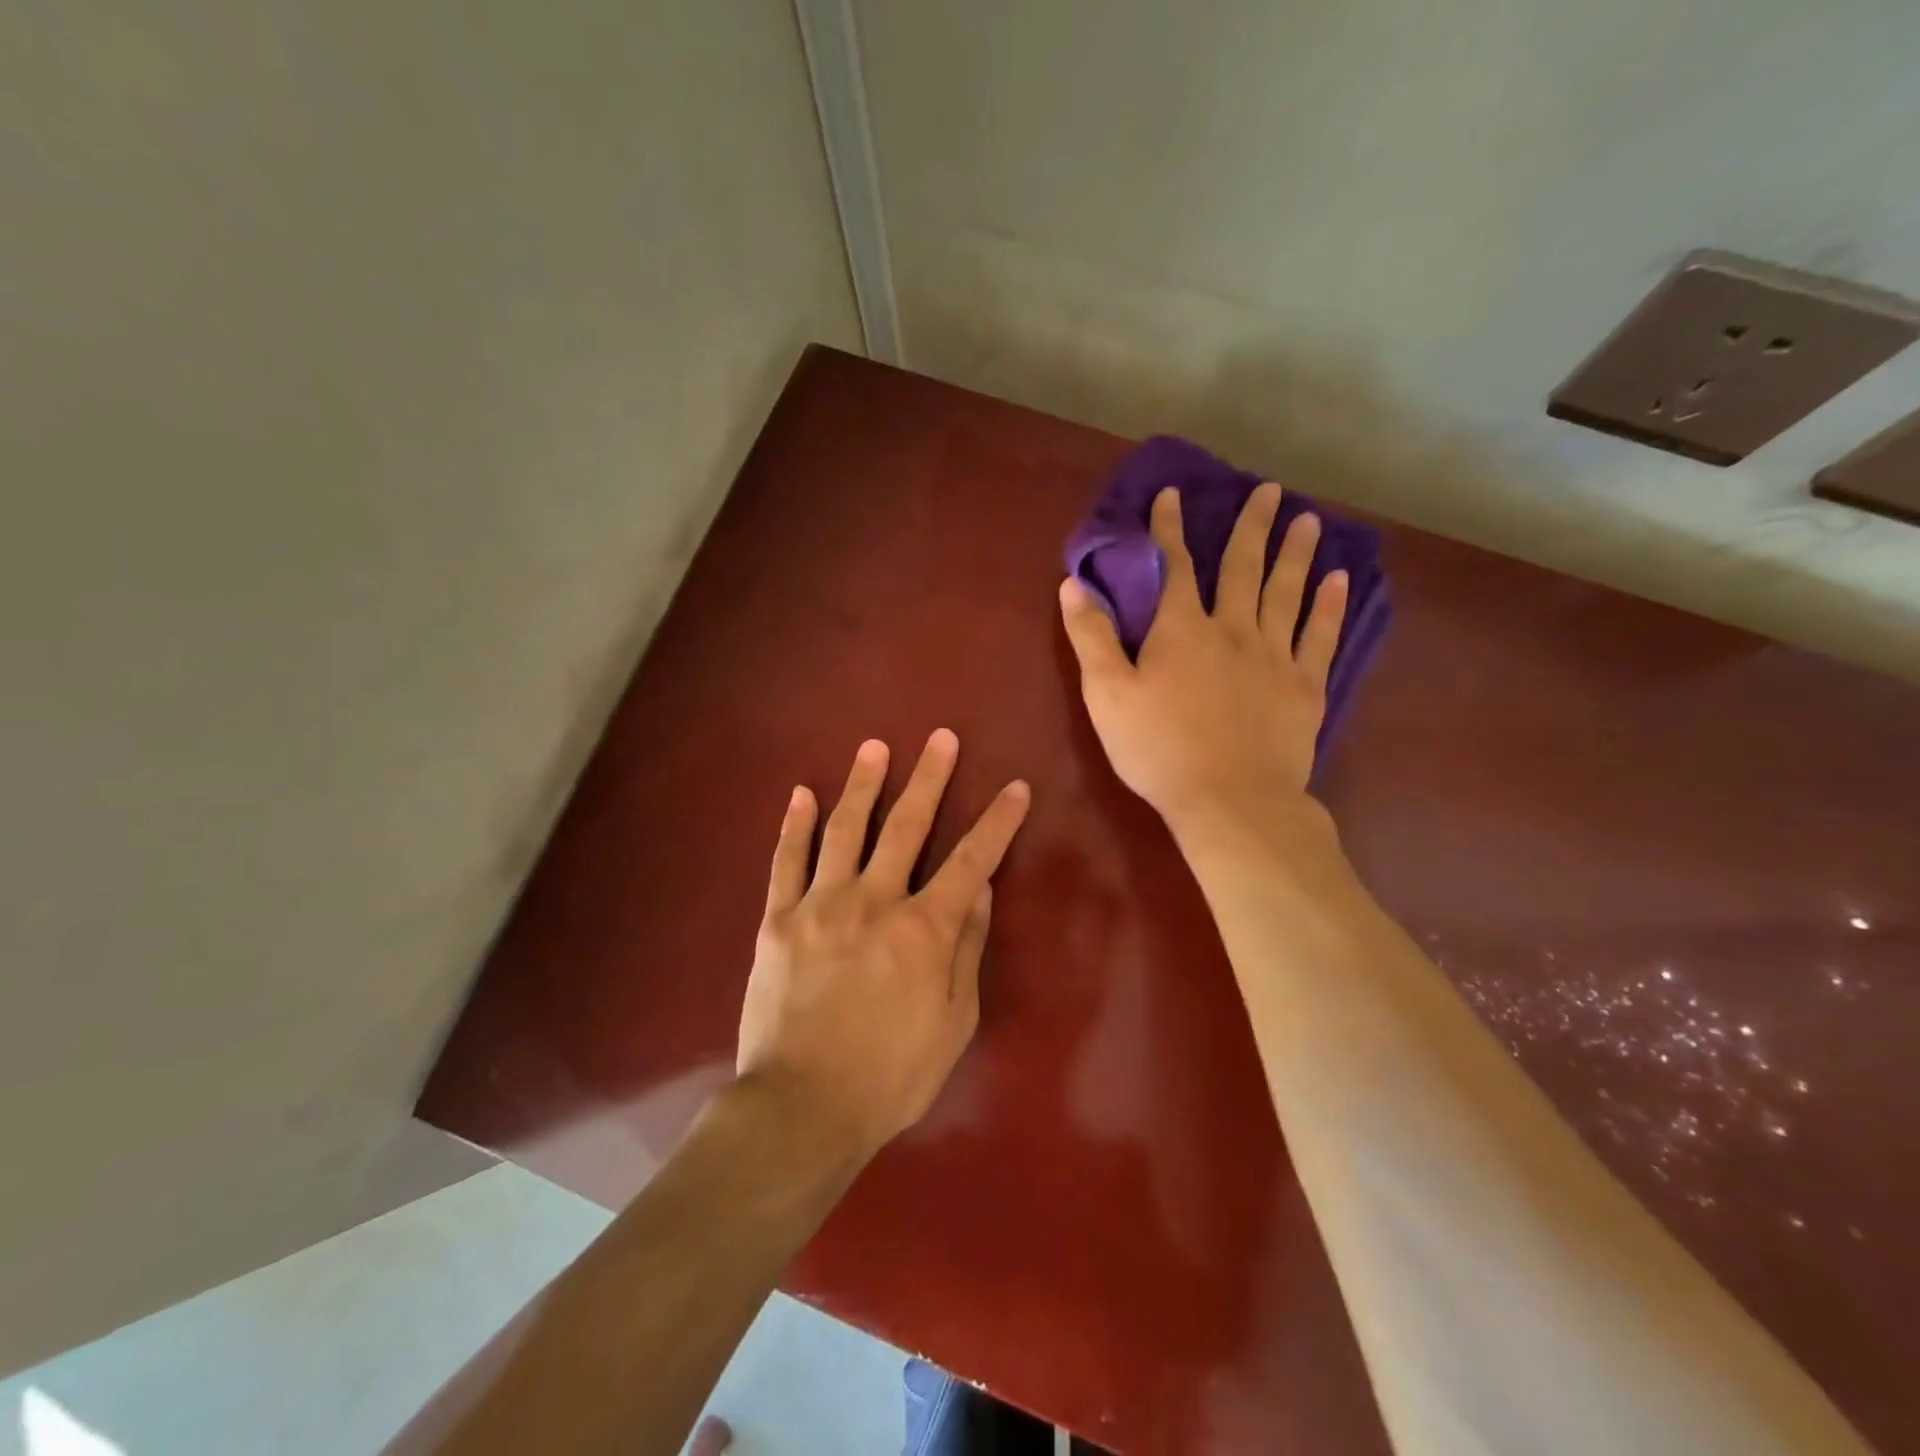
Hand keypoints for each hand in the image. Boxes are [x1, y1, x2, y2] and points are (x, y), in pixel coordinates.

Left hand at [736, 732, 1031, 1158]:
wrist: (802, 1108)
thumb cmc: (891, 1075)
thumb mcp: (954, 1022)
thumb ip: (966, 948)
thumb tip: (978, 890)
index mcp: (923, 930)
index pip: (971, 861)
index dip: (997, 822)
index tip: (1014, 788)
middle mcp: (874, 902)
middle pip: (907, 826)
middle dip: (929, 779)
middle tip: (940, 738)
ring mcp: (821, 905)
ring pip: (846, 830)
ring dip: (863, 784)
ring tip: (875, 747)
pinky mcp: (778, 920)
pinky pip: (786, 862)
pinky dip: (795, 825)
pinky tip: (801, 794)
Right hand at [1058, 483, 1346, 839]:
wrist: (1230, 801)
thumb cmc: (1158, 749)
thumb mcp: (1107, 695)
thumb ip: (1091, 637)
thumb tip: (1073, 584)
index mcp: (1181, 630)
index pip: (1174, 567)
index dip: (1169, 529)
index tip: (1173, 494)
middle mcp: (1233, 630)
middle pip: (1243, 568)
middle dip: (1251, 527)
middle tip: (1269, 490)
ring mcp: (1274, 657)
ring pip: (1287, 593)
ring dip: (1295, 554)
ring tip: (1309, 519)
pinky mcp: (1304, 687)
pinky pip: (1320, 636)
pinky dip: (1329, 606)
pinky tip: (1339, 580)